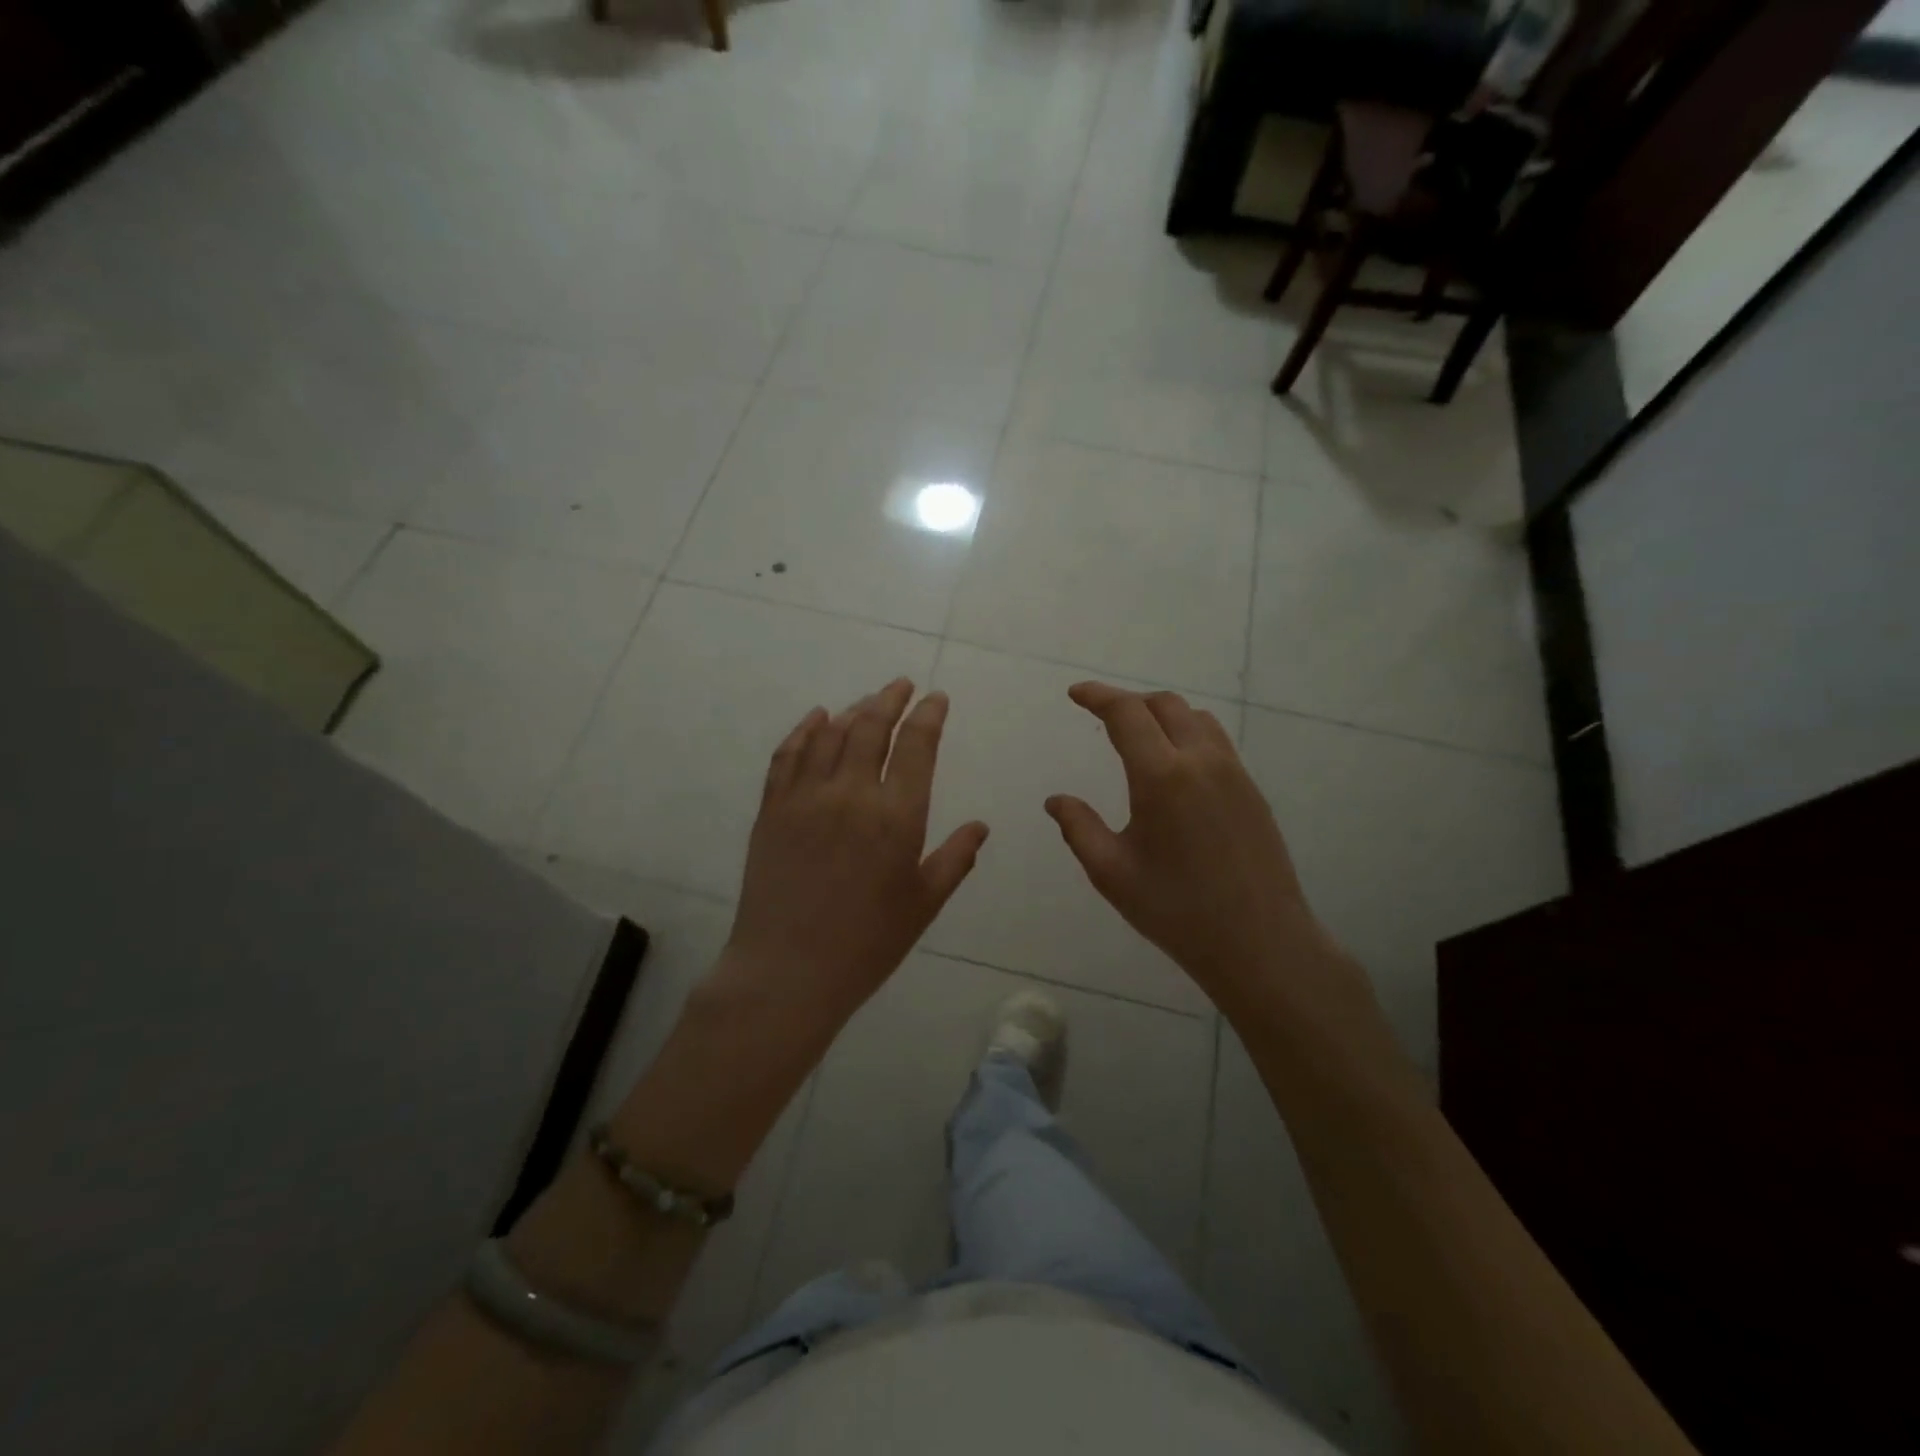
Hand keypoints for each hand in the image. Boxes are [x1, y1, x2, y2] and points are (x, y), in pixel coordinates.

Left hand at [715, 679, 988, 1036]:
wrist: (788, 971)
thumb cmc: (867, 943)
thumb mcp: (923, 904)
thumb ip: (955, 859)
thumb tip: (980, 826)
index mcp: (897, 816)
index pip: (916, 746)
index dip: (928, 715)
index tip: (936, 698)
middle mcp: (851, 794)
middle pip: (871, 727)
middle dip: (891, 699)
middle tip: (902, 685)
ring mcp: (806, 797)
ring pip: (830, 734)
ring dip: (853, 710)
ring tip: (868, 702)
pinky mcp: (772, 809)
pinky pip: (788, 755)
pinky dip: (804, 730)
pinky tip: (816, 718)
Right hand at [1045, 682, 1368, 1025]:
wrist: (1260, 942)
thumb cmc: (1177, 910)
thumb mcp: (1112, 873)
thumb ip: (1079, 828)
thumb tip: (1056, 800)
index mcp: (1162, 777)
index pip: (1126, 713)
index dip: (1098, 696)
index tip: (1075, 693)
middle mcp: (1201, 761)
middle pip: (1164, 704)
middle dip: (1129, 701)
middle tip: (1101, 717)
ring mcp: (1233, 773)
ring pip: (1196, 718)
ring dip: (1162, 714)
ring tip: (1138, 736)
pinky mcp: (1252, 791)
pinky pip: (1216, 741)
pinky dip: (1188, 733)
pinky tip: (1175, 766)